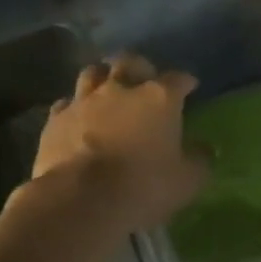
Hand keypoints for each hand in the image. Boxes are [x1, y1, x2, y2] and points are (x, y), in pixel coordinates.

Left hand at [29, 54, 209, 232]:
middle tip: (144, 78)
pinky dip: (75, 107)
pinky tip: (78, 118)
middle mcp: (121, 89)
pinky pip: (66, 104)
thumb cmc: (143, 186)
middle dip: (139, 67)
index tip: (190, 86)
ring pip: (92, 74)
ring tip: (107, 89)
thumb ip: (198, 160)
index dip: (186, 81)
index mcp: (159, 98)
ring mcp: (84, 101)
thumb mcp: (186, 181)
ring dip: (102, 78)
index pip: (178, 79)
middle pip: (130, 62)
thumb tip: (204, 150)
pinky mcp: (56, 119)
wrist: (80, 200)